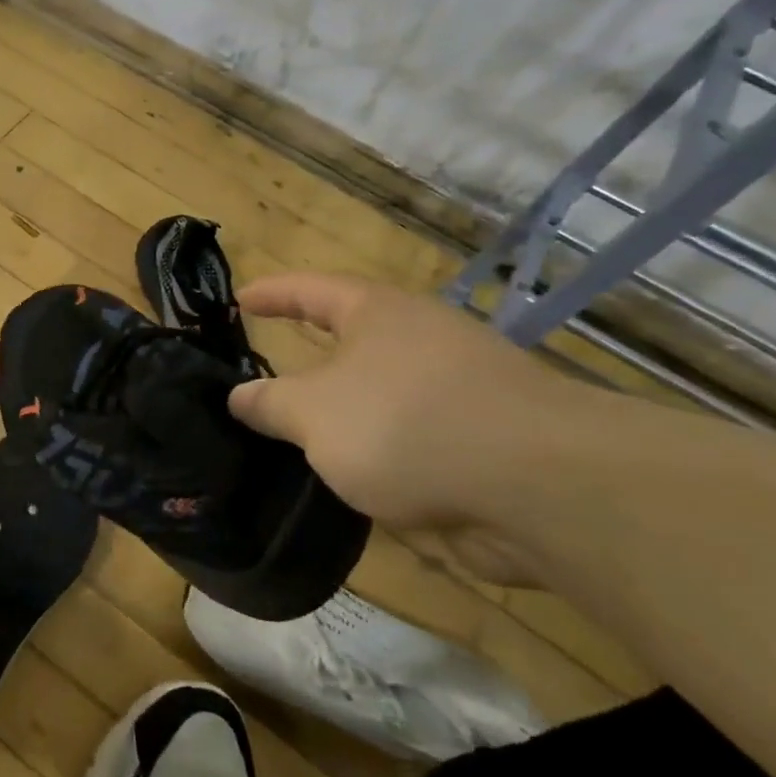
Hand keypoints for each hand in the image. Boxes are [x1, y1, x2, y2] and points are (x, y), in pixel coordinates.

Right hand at [228, 273, 571, 584]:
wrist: (537, 486)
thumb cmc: (404, 424)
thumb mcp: (312, 413)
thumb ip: (269, 403)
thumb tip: (239, 396)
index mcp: (377, 314)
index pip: (310, 290)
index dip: (271, 294)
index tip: (238, 300)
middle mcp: (418, 339)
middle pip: (349, 341)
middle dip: (307, 361)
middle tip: (260, 378)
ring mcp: (455, 389)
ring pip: (378, 394)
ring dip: (341, 415)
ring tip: (295, 439)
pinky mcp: (480, 439)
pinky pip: (408, 436)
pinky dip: (377, 451)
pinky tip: (351, 480)